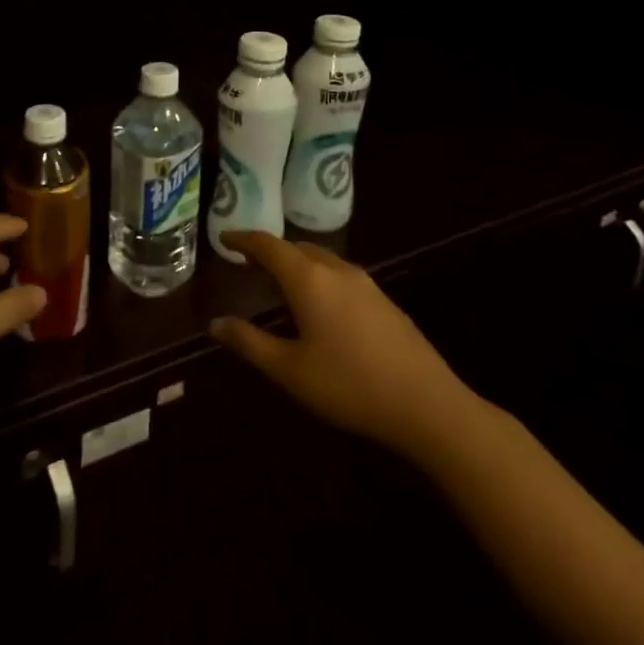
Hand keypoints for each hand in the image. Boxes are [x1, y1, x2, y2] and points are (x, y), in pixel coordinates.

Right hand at [209, 231, 483, 461]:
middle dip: (269, 250)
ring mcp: (365, 283)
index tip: (224, 239)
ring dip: (295, 262)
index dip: (243, 240)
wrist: (428, 405)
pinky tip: (319, 303)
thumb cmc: (350, 386)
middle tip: (247, 262)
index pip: (268, 245)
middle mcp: (336, 270)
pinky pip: (339, 274)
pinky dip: (317, 275)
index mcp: (308, 279)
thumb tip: (215, 324)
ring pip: (321, 259)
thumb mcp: (290, 370)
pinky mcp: (384, 300)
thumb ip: (249, 343)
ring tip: (279, 279)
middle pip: (295, 247)